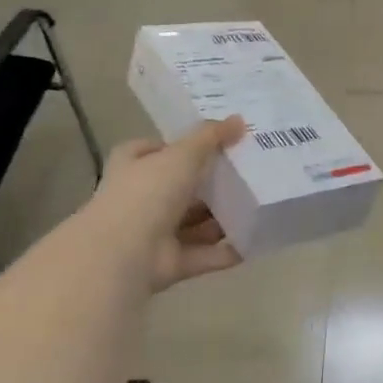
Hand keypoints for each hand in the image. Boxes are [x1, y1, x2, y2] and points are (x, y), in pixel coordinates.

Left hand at [94, 118, 247, 290]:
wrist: (124, 252)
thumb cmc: (148, 193)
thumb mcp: (182, 155)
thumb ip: (211, 137)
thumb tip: (239, 120)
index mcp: (134, 166)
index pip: (157, 150)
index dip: (183, 146)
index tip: (220, 145)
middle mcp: (141, 198)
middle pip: (181, 188)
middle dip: (211, 185)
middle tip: (250, 175)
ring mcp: (155, 233)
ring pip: (194, 223)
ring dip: (222, 219)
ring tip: (258, 207)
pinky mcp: (171, 262)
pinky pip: (205, 255)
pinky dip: (226, 251)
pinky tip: (254, 242)